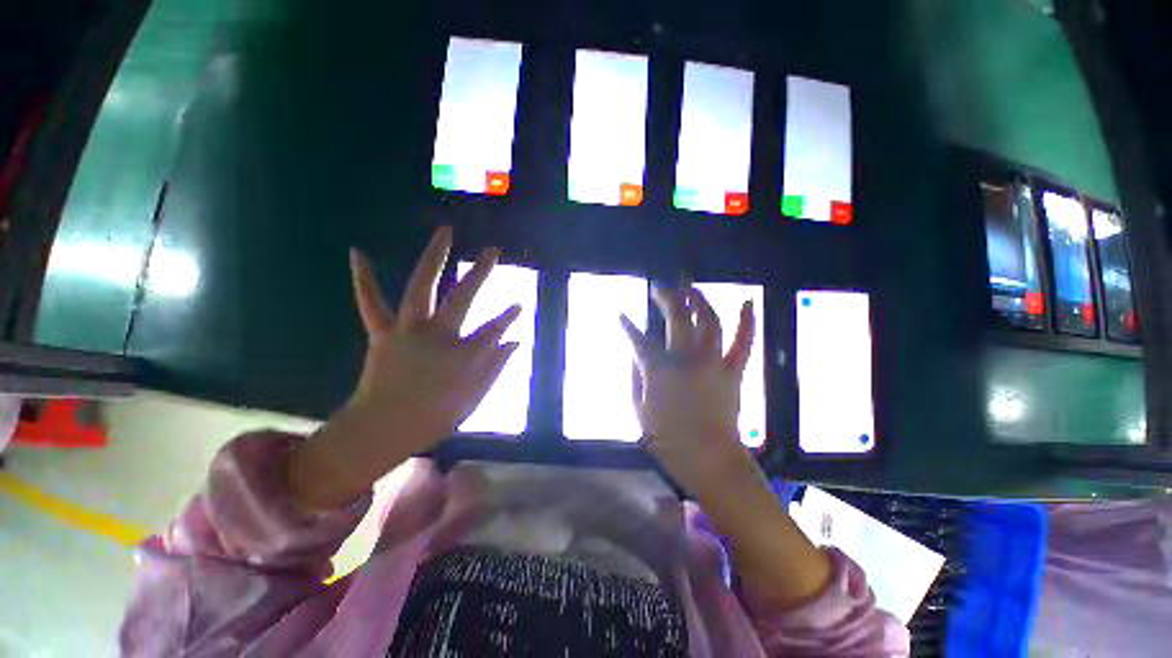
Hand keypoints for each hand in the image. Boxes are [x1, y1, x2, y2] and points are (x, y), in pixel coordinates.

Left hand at [289, 226, 519, 508]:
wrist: (381, 431)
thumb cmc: (433, 419)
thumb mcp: (474, 398)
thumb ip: (496, 367)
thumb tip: (515, 342)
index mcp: (462, 354)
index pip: (494, 329)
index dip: (508, 317)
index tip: (518, 306)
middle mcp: (437, 335)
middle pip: (464, 296)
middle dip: (481, 271)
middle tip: (492, 250)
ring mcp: (408, 330)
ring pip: (421, 287)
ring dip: (434, 257)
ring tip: (445, 232)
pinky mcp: (383, 333)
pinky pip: (371, 302)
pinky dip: (364, 278)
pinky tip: (357, 252)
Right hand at [621, 285, 754, 497]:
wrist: (709, 460)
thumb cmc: (668, 440)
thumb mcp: (639, 410)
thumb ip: (635, 378)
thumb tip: (636, 356)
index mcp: (659, 370)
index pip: (639, 339)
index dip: (627, 326)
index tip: (621, 316)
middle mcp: (687, 358)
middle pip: (677, 317)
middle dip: (666, 297)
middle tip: (659, 286)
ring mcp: (713, 362)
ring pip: (709, 320)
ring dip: (699, 298)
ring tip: (690, 286)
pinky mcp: (733, 372)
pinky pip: (743, 342)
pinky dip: (747, 321)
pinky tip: (746, 301)